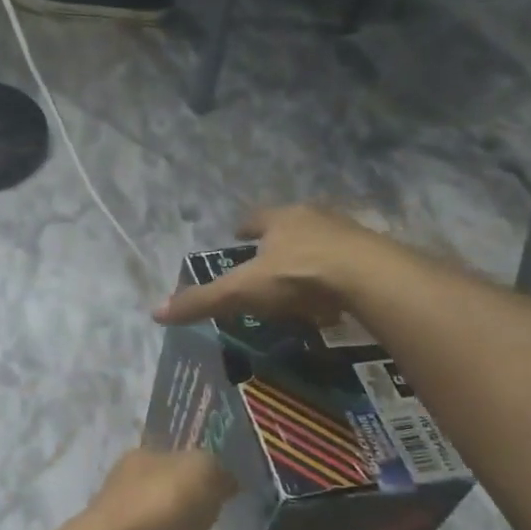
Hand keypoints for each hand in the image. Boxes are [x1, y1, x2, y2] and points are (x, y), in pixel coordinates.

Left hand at [59, 450, 235, 529]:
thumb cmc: (159, 509)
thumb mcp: (200, 472)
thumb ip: (217, 473)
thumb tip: (227, 482)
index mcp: (140, 469)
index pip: (166, 462)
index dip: (191, 469)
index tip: (218, 483)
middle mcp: (129, 506)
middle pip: (163, 507)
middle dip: (189, 518)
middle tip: (223, 527)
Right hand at [153, 205, 388, 329]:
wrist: (369, 278)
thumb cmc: (298, 276)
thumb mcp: (242, 291)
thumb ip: (203, 301)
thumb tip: (156, 312)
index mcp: (281, 219)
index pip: (255, 218)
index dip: (244, 227)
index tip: (237, 234)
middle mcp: (315, 217)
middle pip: (292, 225)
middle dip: (280, 239)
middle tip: (269, 258)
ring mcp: (348, 233)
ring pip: (322, 241)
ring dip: (310, 255)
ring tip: (301, 279)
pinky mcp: (374, 255)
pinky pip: (349, 262)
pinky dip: (338, 275)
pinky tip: (334, 296)